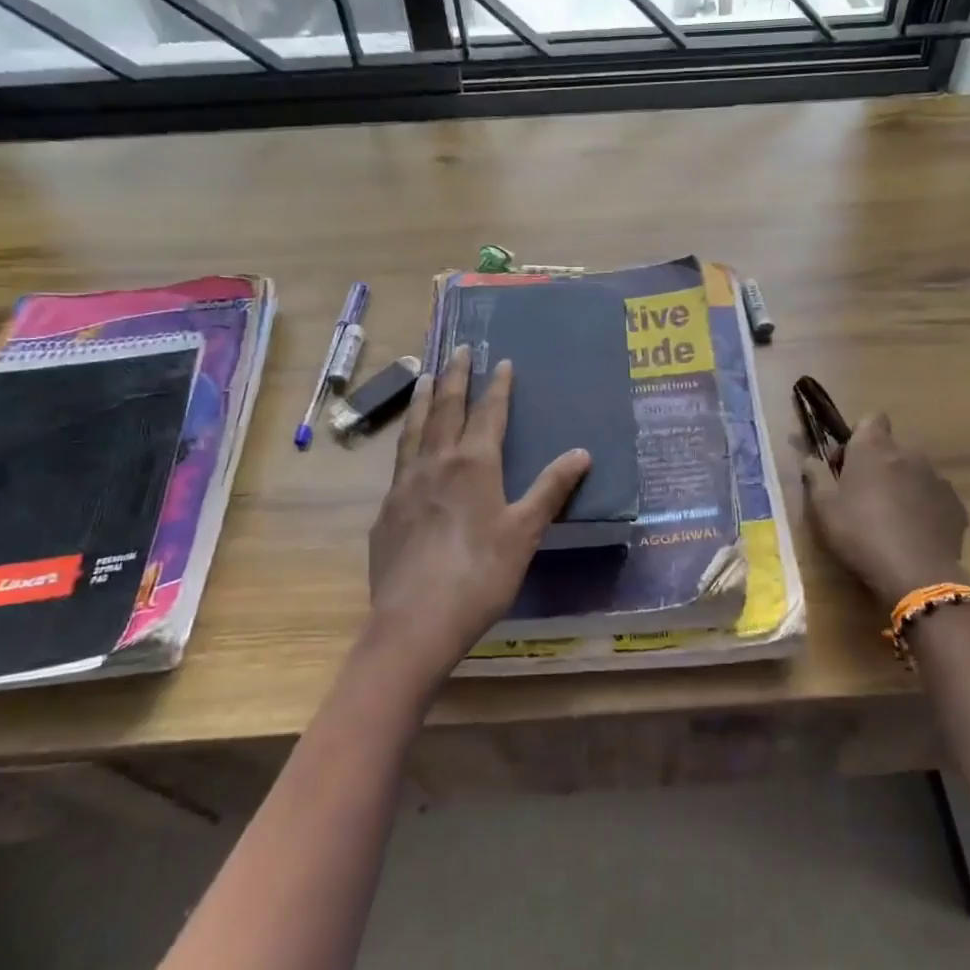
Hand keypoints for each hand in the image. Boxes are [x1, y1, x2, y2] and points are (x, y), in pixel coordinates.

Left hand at [364, 345, 590, 694]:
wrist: (416, 620)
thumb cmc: (481, 574)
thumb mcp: (525, 532)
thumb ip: (551, 489)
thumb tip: (582, 452)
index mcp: (474, 464)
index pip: (488, 413)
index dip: (498, 386)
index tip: (502, 361)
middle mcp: (436, 463)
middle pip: (445, 409)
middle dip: (455, 377)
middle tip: (458, 349)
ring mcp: (405, 485)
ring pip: (415, 429)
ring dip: (423, 399)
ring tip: (424, 376)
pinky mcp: (387, 510)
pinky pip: (399, 460)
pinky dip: (407, 439)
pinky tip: (408, 447)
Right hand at [801, 412, 969, 606]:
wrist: (917, 574)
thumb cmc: (860, 534)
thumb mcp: (823, 508)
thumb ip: (815, 475)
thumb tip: (811, 458)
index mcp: (873, 449)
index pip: (870, 419)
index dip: (857, 437)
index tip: (845, 464)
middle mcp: (909, 454)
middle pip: (891, 448)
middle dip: (877, 465)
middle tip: (860, 497)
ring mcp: (937, 478)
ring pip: (913, 472)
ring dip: (900, 486)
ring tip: (889, 520)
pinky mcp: (956, 504)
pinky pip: (933, 496)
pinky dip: (922, 507)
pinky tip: (912, 534)